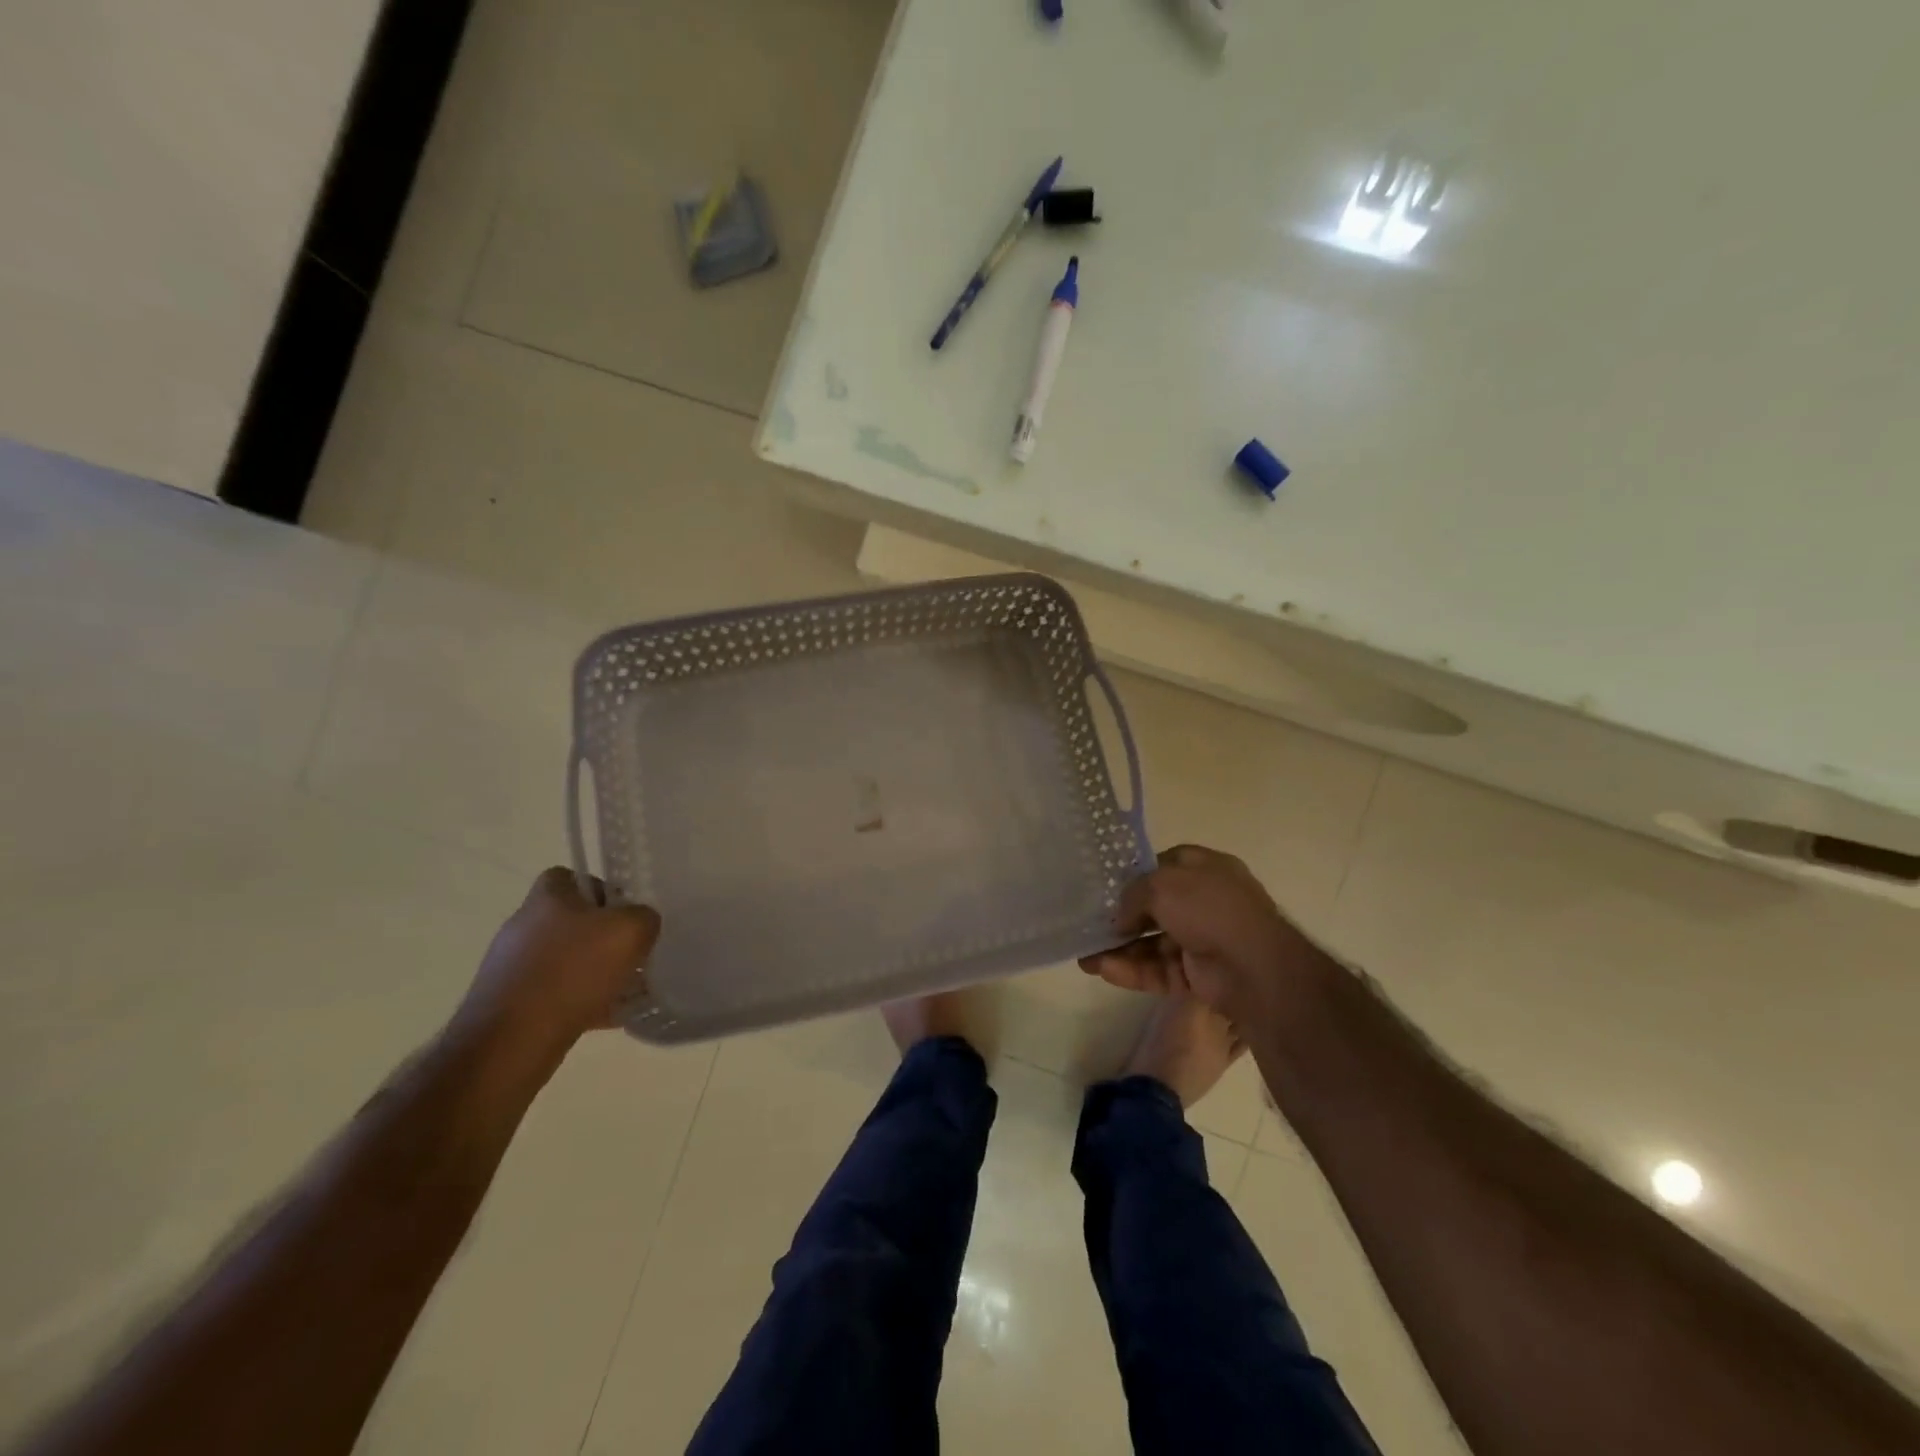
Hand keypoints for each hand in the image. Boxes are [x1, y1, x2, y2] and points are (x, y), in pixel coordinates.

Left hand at [453, 868, 661, 1063]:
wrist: (511, 1042)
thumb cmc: (572, 972)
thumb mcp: (630, 931)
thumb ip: (644, 917)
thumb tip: (641, 923)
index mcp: (546, 898)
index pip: (570, 876)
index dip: (601, 890)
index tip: (624, 914)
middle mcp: (522, 926)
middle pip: (572, 920)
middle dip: (603, 937)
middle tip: (631, 954)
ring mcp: (512, 967)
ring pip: (566, 960)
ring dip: (594, 972)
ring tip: (625, 990)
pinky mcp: (509, 1004)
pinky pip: (555, 994)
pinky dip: (581, 1002)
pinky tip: (607, 1016)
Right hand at [1079, 845, 1310, 1020]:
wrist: (1254, 967)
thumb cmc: (1209, 909)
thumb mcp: (1161, 885)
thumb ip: (1132, 895)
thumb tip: (1119, 919)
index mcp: (1207, 870)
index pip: (1165, 867)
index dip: (1136, 876)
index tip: (1108, 888)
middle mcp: (1206, 903)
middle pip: (1155, 909)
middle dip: (1121, 920)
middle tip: (1089, 928)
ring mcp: (1203, 940)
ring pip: (1153, 943)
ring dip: (1120, 950)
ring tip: (1085, 959)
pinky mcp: (1198, 975)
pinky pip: (1159, 970)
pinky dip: (1133, 971)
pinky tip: (1104, 970)